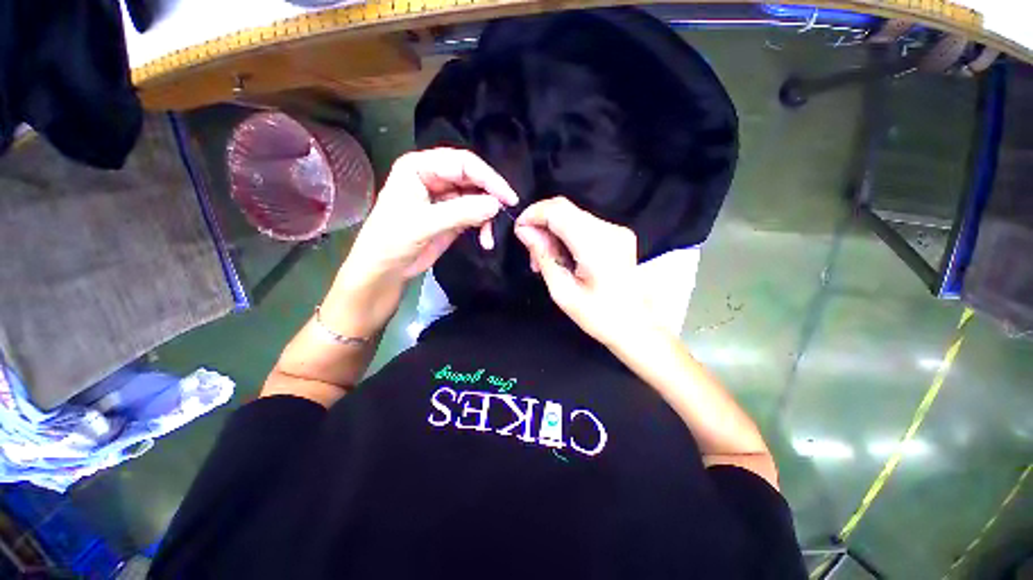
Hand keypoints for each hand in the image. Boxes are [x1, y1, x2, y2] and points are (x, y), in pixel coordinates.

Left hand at [324, 148, 517, 336]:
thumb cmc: (392, 241)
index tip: (507, 197)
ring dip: (487, 216)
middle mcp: (433, 177)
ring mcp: (444, 198)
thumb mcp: (425, 224)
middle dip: (489, 196)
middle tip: (506, 213)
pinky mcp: (451, 216)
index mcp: (420, 167)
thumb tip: (496, 205)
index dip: (487, 178)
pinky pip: (474, 215)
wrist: (384, 270)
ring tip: (490, 236)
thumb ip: (461, 212)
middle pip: (471, 178)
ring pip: (476, 198)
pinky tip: (485, 240)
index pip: (461, 163)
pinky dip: (483, 226)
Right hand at [514, 197, 654, 346]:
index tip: (519, 230)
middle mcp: (609, 230)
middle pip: (565, 209)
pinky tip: (562, 255)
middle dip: (541, 223)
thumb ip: (543, 256)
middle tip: (532, 252)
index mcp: (596, 247)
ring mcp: (616, 230)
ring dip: (552, 230)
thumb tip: (524, 231)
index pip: (558, 211)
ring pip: (572, 215)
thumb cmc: (598, 316)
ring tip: (545, 259)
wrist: (635, 324)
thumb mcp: (563, 292)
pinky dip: (566, 234)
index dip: (533, 214)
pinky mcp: (618, 233)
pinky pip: (583, 223)